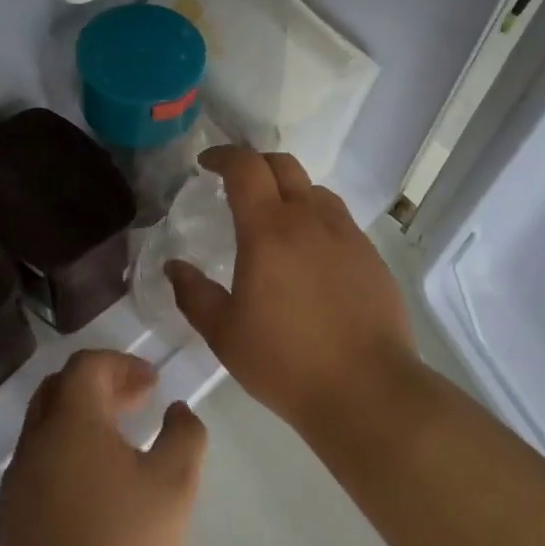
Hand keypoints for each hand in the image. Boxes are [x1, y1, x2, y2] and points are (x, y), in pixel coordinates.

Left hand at [0, 351, 206, 545]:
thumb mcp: (176, 484)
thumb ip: (185, 433)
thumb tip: (176, 410)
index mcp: (71, 423)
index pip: (86, 365)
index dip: (122, 364)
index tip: (152, 385)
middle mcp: (34, 443)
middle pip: (58, 389)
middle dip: (100, 386)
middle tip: (136, 404)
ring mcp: (15, 483)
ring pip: (45, 429)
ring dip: (82, 422)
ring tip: (120, 447)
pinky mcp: (8, 520)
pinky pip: (37, 466)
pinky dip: (66, 457)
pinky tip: (94, 492)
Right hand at [166, 147, 414, 430]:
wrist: (366, 389)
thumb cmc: (285, 361)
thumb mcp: (224, 333)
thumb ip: (194, 294)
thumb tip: (174, 267)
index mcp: (269, 230)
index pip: (246, 167)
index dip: (223, 156)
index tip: (206, 163)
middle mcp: (311, 219)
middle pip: (284, 165)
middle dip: (256, 164)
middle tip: (237, 185)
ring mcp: (347, 234)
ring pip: (315, 191)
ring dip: (289, 191)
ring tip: (275, 220)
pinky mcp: (371, 255)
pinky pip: (339, 220)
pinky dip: (316, 219)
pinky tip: (310, 255)